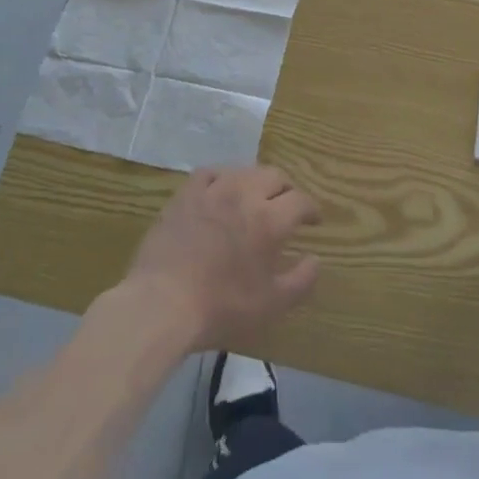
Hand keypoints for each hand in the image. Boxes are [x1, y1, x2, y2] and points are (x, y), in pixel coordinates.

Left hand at [123, 166, 320, 351]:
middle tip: (287, 206)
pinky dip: (223, 177)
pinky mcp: (186, 193)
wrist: (162, 303)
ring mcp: (212, 189)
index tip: (313, 220)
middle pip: (275, 176)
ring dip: (257, 181)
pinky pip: (211, 172)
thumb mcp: (271, 305)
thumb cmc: (221, 308)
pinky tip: (221, 190)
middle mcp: (244, 194)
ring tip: (256, 198)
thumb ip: (301, 280)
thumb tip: (316, 259)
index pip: (300, 200)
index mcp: (269, 220)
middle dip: (287, 189)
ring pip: (244, 170)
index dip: (311, 209)